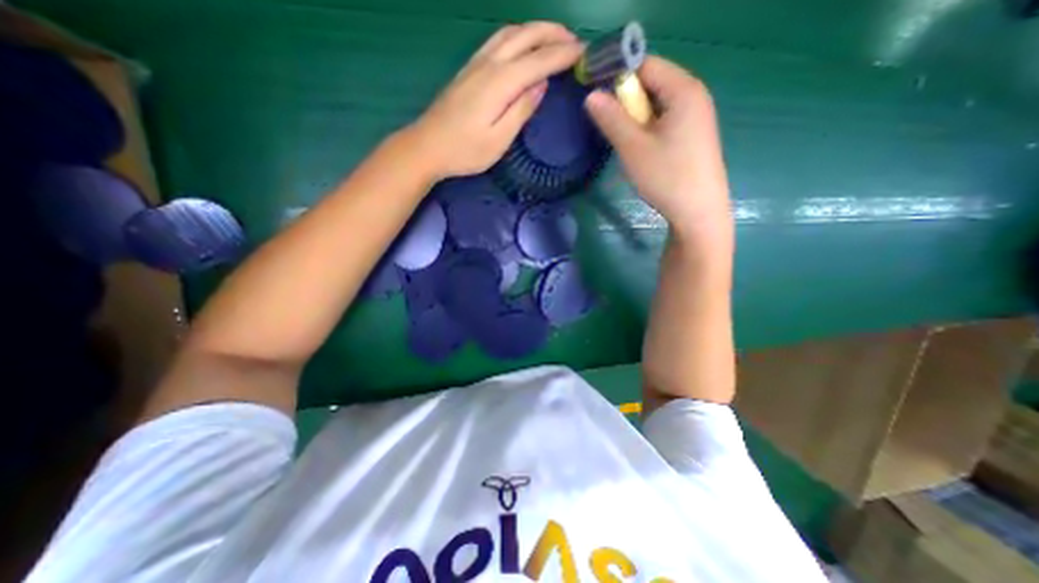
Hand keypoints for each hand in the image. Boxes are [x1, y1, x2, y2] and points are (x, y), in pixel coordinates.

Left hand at [407, 23, 582, 176]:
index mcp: (500, 82)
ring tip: (554, 38)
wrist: (427, 147)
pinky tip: (523, 45)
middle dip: (553, 34)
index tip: (585, 53)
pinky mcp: (468, 69)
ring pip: (510, 33)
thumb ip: (521, 110)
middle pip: (525, 36)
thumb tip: (541, 85)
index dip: (564, 55)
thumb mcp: (499, 140)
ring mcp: (476, 63)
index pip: (539, 60)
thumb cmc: (465, 151)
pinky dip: (518, 36)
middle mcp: (489, 64)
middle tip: (575, 41)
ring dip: (536, 30)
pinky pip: (497, 41)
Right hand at [583, 55, 728, 236]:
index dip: (618, 75)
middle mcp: (694, 95)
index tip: (597, 97)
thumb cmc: (666, 177)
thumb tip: (591, 96)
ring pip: (657, 104)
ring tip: (626, 142)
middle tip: (611, 127)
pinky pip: (665, 120)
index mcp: (684, 89)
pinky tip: (642, 150)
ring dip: (636, 118)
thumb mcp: (632, 148)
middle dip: (627, 101)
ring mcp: (696, 116)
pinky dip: (648, 129)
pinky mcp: (693, 135)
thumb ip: (611, 119)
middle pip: (652, 83)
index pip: (646, 64)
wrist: (698, 213)